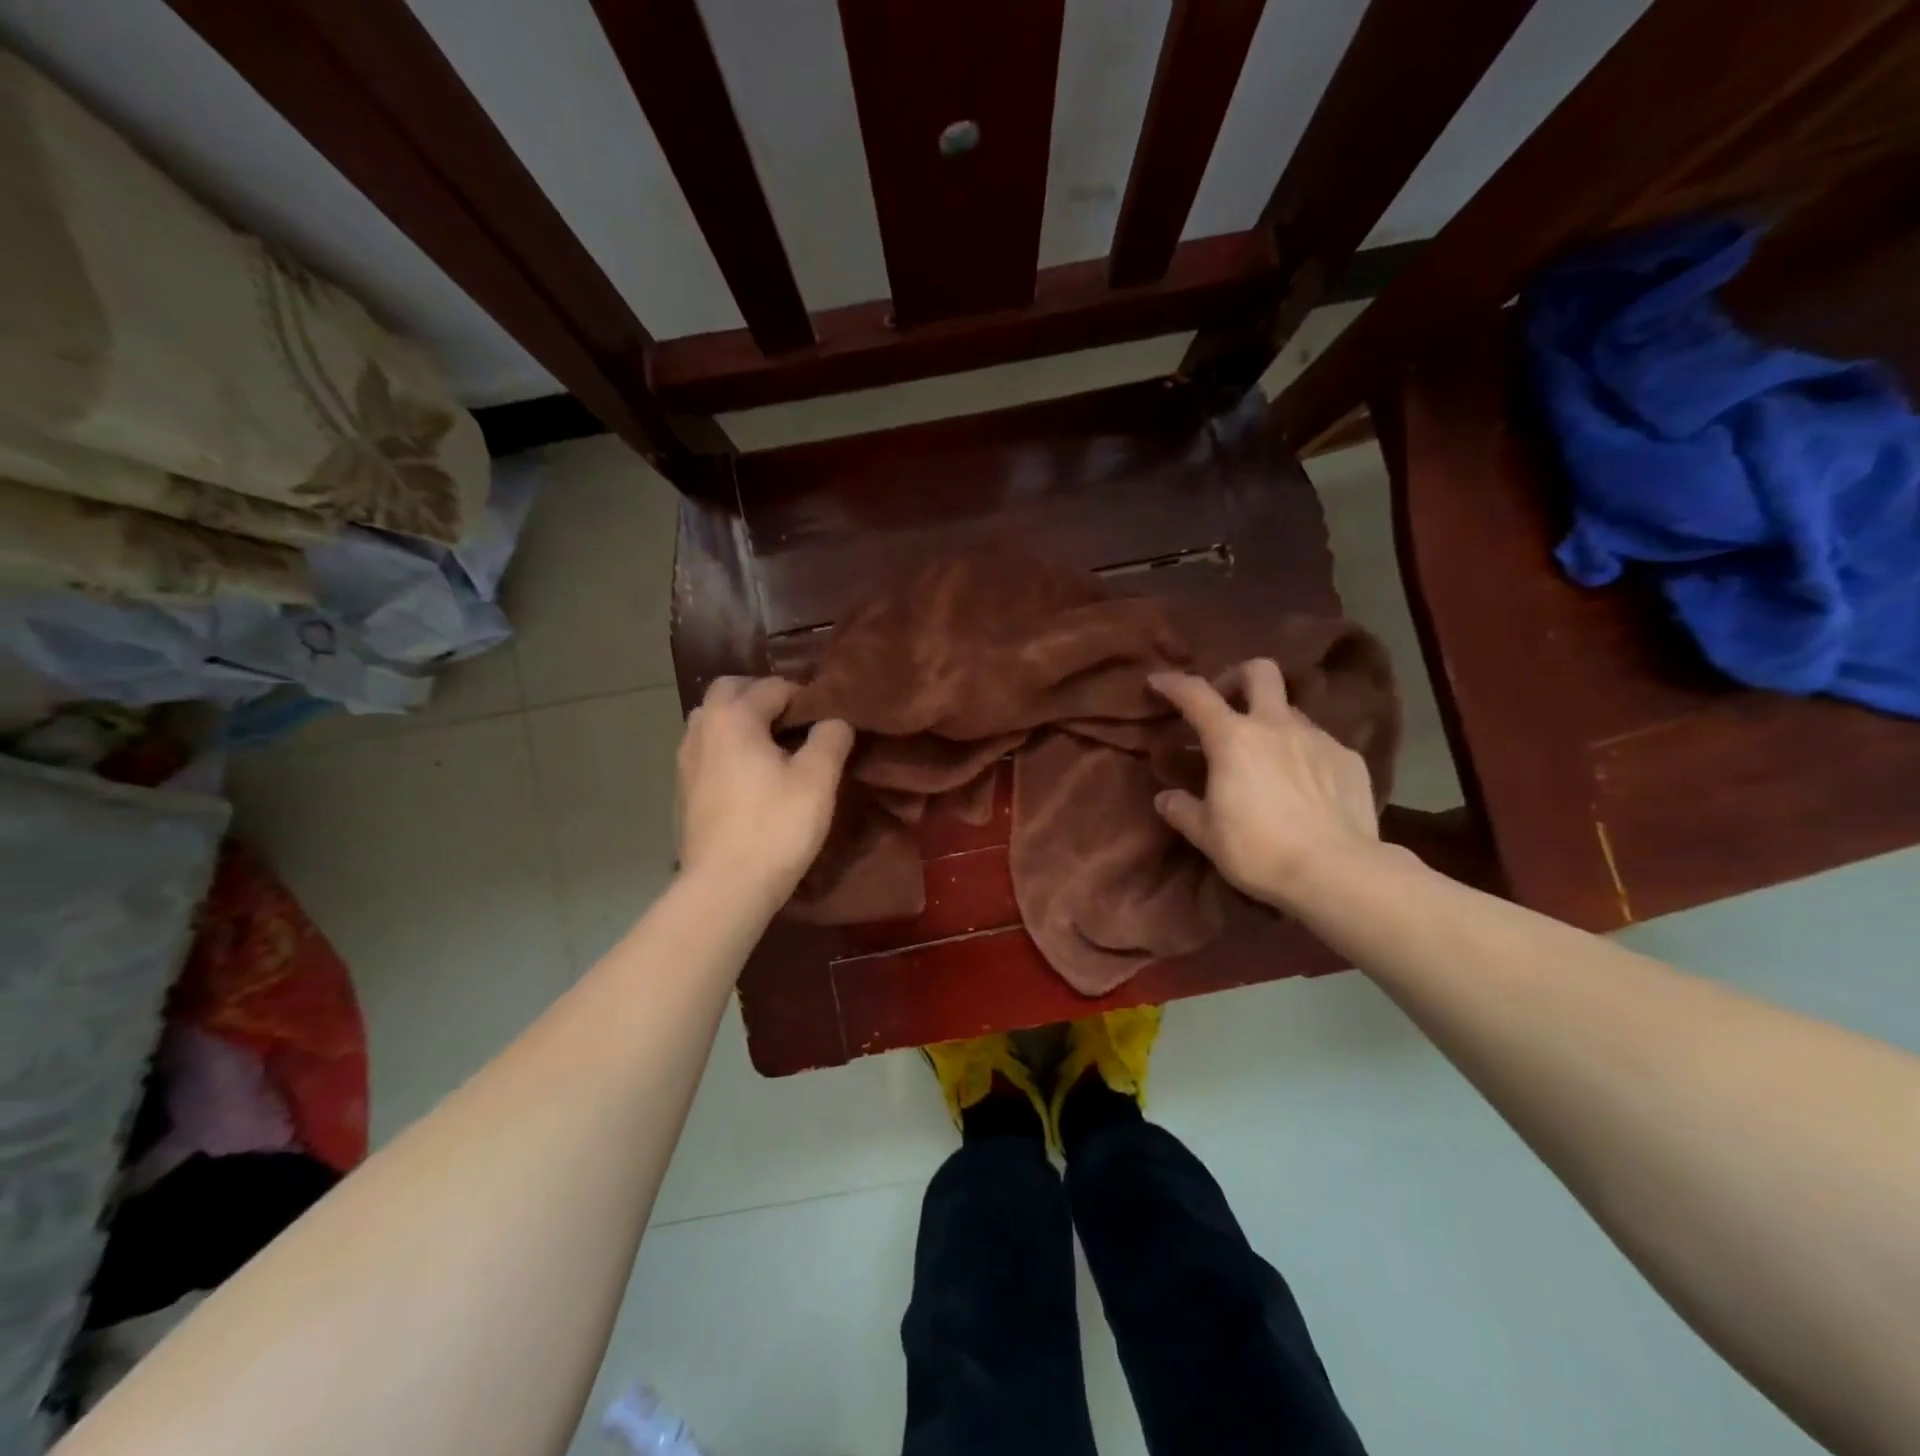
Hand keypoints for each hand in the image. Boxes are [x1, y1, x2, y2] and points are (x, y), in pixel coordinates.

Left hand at [677, 677, 852, 903]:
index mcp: (734, 717)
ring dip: (741, 722)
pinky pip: (706, 751)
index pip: (773, 686)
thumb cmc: (776, 826)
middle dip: (761, 696)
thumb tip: (835, 720)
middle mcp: (702, 729)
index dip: (805, 697)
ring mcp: (686, 761)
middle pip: (729, 691)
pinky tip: (750, 778)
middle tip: (795, 722)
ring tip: (772, 748)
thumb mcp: (818, 779)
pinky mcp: (683, 790)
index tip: (827, 720)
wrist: (725, 886)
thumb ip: (831, 738)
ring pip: (713, 721)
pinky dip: (727, 749)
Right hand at [1150, 661, 1383, 912]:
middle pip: (1259, 672)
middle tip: (1226, 705)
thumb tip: (1165, 798)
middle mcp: (1276, 726)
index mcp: (1233, 739)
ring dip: (1271, 723)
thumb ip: (1182, 810)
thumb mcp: (1207, 835)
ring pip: (1290, 710)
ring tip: (1265, 759)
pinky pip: (1319, 743)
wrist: (1336, 872)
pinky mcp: (1349, 759)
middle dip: (1237, 677)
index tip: (1158, 682)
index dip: (1173, 683)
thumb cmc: (1259, 850)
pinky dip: (1303, 754)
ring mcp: (1318, 738)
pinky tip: (1303, 786)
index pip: (1196, 695)